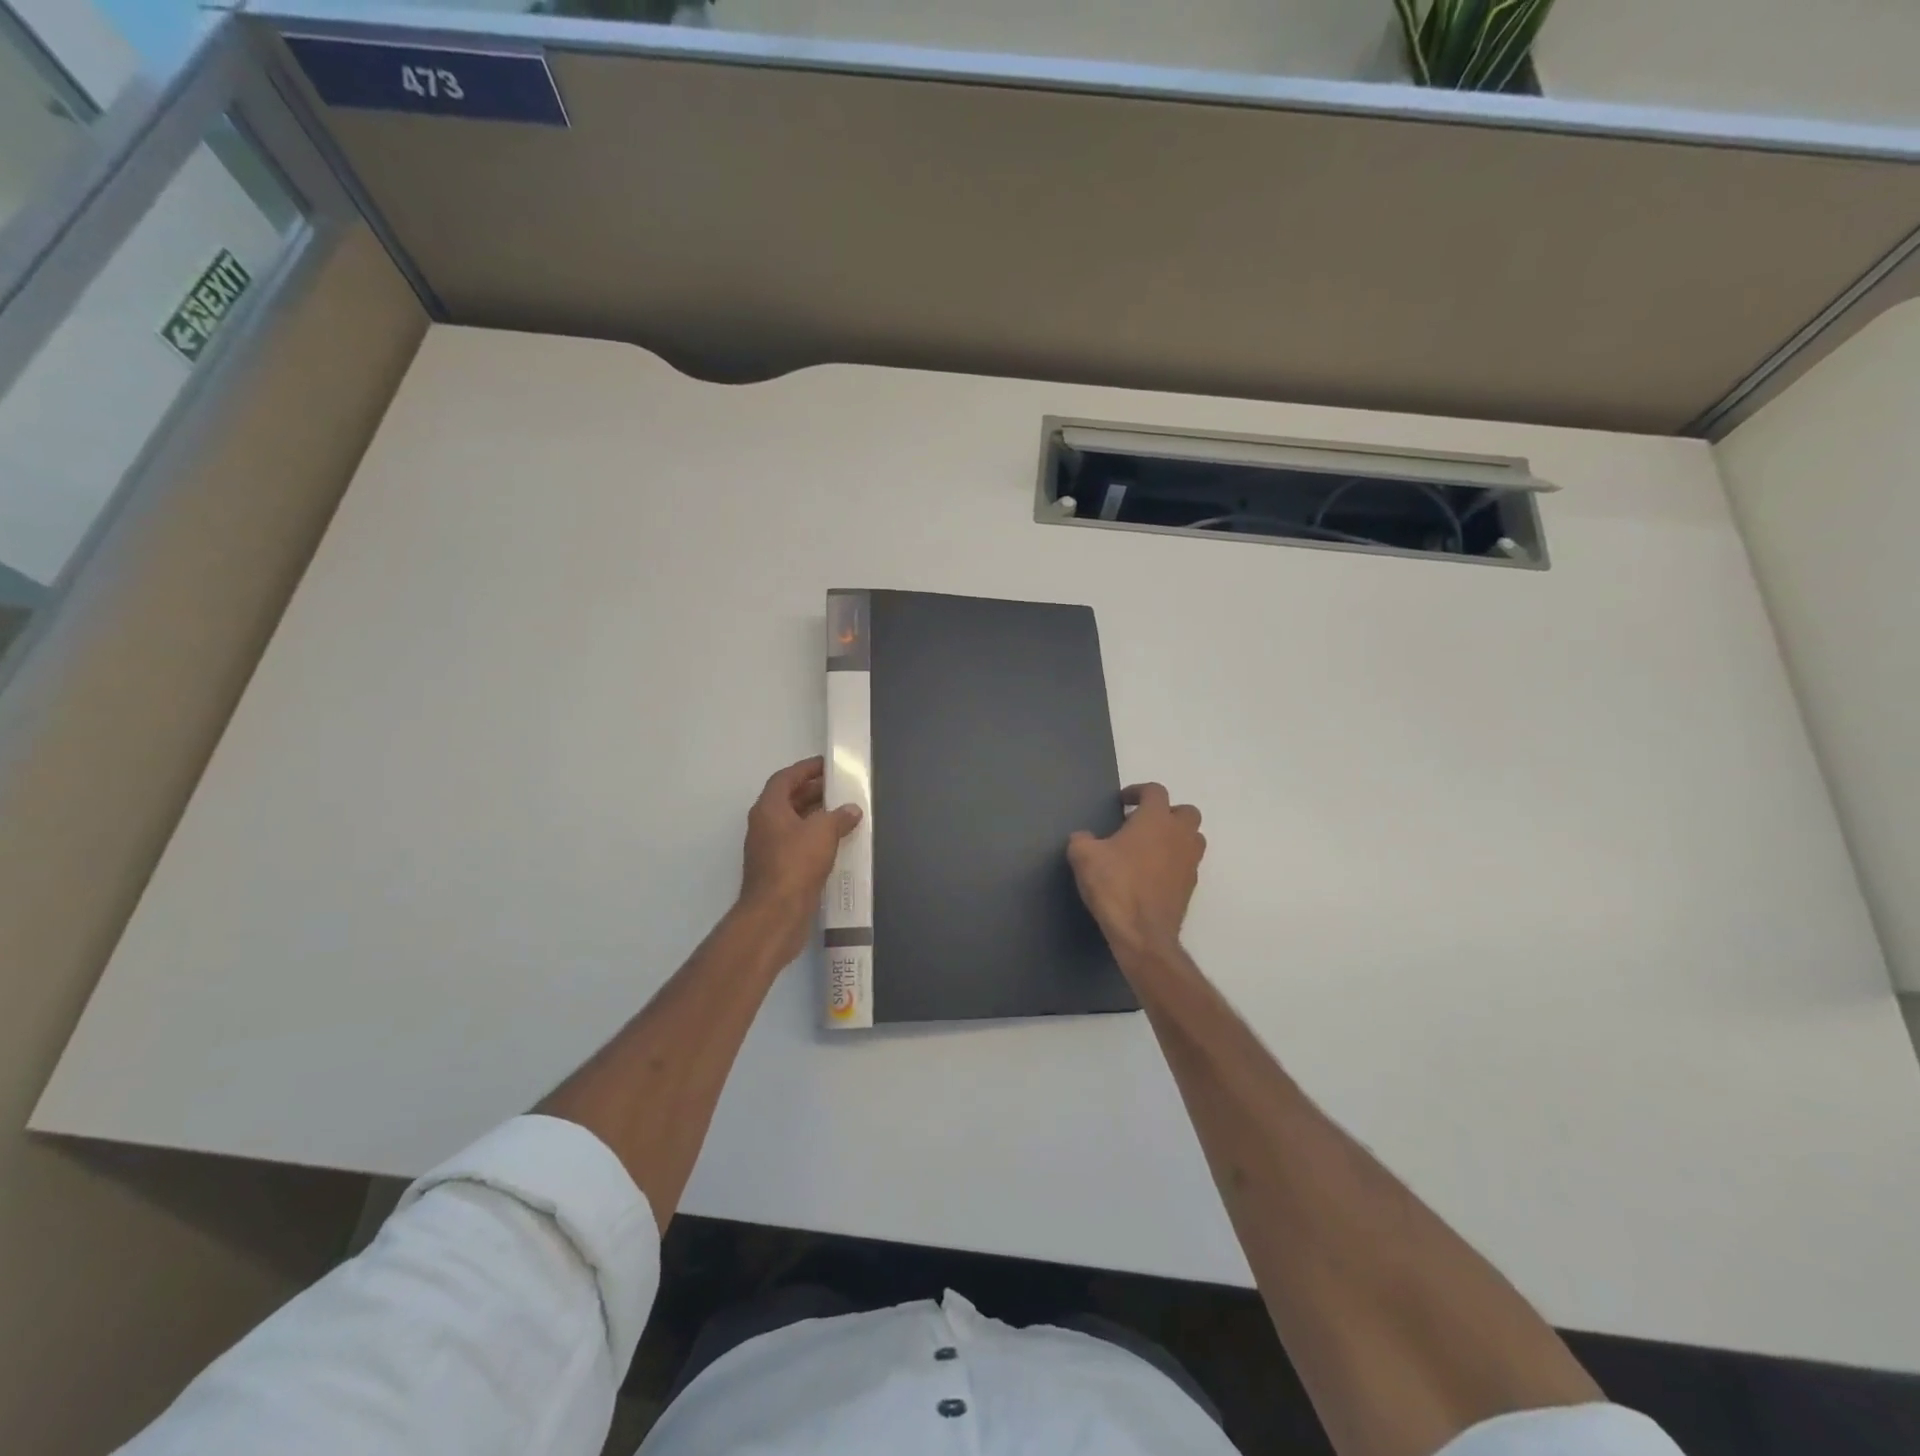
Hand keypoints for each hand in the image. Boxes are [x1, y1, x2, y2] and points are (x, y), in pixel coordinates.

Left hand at [738, 756, 861, 960]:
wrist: (776, 914)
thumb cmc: (796, 864)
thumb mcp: (823, 832)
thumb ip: (839, 816)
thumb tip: (851, 810)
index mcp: (768, 809)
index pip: (785, 779)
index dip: (805, 769)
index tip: (827, 764)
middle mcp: (764, 826)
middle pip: (789, 800)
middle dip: (814, 792)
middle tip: (840, 788)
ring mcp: (769, 850)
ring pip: (794, 824)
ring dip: (816, 817)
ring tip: (844, 813)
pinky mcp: (778, 871)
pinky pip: (798, 845)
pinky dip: (815, 839)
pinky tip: (837, 843)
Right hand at [1067, 783, 1204, 957]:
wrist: (1143, 933)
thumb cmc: (1115, 886)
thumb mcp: (1084, 857)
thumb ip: (1082, 840)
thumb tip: (1083, 838)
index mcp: (1156, 819)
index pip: (1155, 791)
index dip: (1138, 791)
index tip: (1123, 802)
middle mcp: (1179, 835)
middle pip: (1185, 812)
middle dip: (1166, 813)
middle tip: (1142, 824)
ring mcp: (1189, 862)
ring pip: (1192, 838)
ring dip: (1175, 837)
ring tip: (1149, 849)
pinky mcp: (1191, 887)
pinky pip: (1187, 864)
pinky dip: (1174, 862)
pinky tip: (1151, 875)